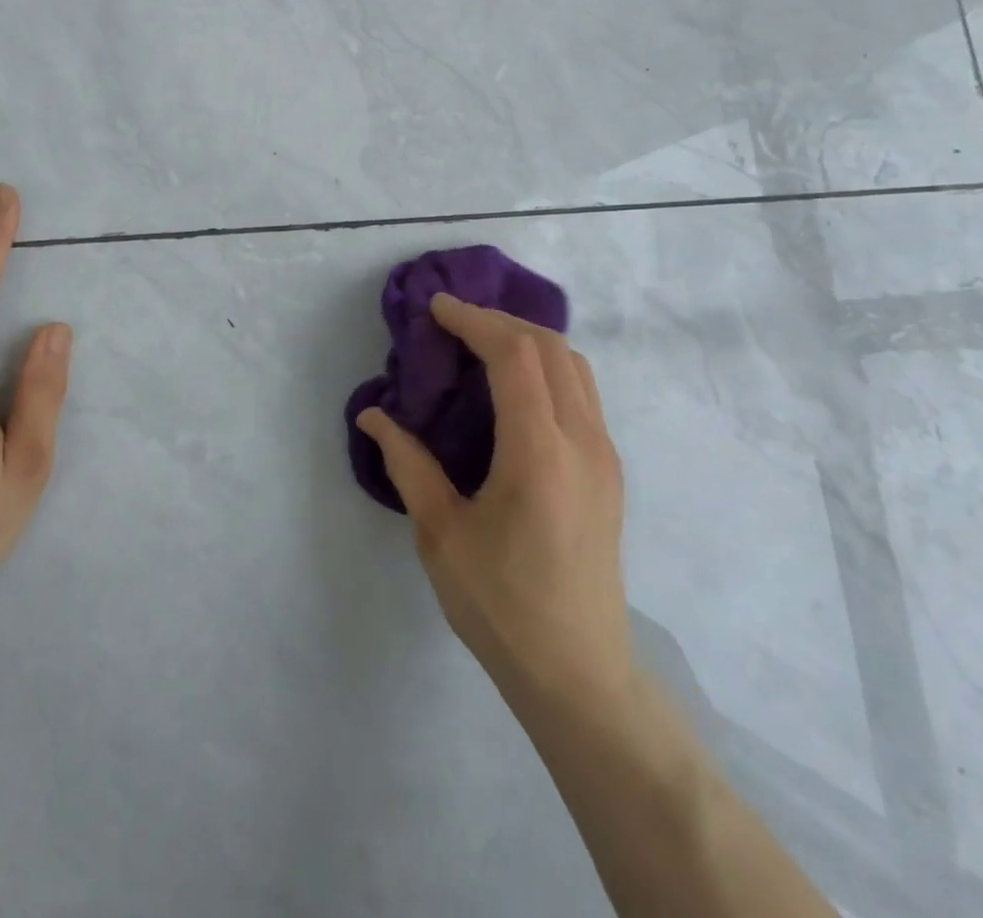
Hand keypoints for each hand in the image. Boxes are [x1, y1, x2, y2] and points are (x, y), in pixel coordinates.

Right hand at [358, 293, 631, 700]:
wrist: (578, 673)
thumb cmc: (501, 606)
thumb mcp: (441, 535)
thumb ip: (408, 465)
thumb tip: (372, 416)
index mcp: (540, 452)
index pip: (514, 355)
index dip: (474, 320)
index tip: (437, 308)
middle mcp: (583, 441)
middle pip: (549, 347)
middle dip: (499, 321)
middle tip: (454, 323)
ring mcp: (604, 454)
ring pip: (574, 365)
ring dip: (528, 340)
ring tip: (482, 345)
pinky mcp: (610, 470)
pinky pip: (583, 392)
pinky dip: (547, 367)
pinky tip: (515, 387)